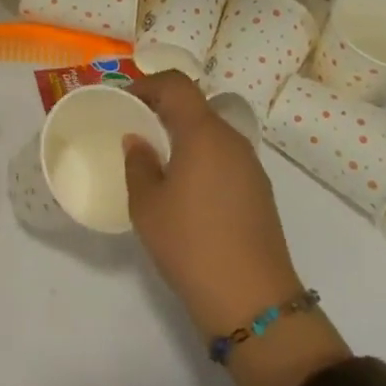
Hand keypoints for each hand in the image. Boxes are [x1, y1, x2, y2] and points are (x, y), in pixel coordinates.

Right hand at [125, 73, 350, 385]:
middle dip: (164, 109)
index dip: (148, 84)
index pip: (177, 84)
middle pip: (196, 106)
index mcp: (203, 133)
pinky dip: (202, 157)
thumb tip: (138, 140)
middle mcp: (232, 140)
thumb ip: (138, 164)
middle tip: (136, 127)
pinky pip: (225, 157)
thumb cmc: (191, 245)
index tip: (125, 99)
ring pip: (212, 132)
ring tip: (157, 159)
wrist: (253, 302)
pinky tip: (186, 188)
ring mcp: (251, 165)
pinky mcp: (259, 191)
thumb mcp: (147, 205)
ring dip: (184, 134)